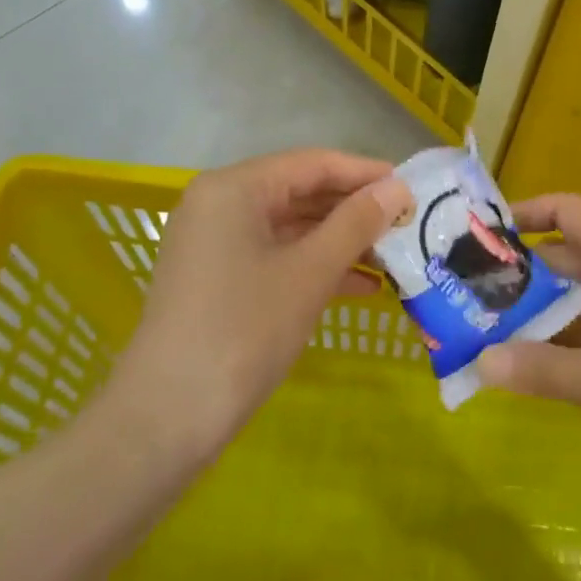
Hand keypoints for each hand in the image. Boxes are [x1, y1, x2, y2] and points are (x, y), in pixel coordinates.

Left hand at [103, 150, 409, 464]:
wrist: (168, 417)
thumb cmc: (245, 329)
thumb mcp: (310, 272)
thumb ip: (356, 223)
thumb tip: (398, 188)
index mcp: (234, 188)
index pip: (313, 163)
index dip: (365, 173)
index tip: (411, 188)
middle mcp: (220, 204)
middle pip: (301, 193)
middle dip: (355, 210)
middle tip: (407, 224)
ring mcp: (216, 244)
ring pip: (291, 228)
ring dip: (341, 242)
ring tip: (393, 257)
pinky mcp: (218, 279)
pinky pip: (277, 257)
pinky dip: (315, 267)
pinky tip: (362, 287)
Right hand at [476, 194, 580, 483]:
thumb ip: (543, 371)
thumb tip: (479, 361)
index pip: (567, 210)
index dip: (526, 211)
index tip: (484, 236)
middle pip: (564, 257)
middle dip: (518, 277)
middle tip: (469, 304)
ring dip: (540, 314)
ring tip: (492, 340)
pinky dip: (569, 340)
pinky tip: (544, 371)